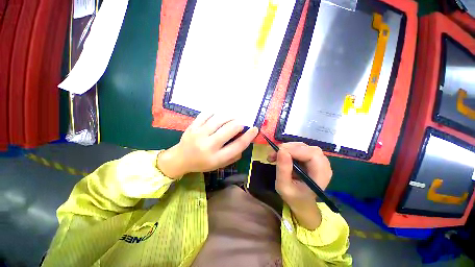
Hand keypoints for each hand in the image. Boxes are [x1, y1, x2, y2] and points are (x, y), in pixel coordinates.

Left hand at [157, 113, 258, 178]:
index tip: (255, 129)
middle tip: (241, 123)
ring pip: (219, 119)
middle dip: (239, 124)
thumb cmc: (202, 163)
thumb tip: (244, 142)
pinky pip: (206, 114)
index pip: (237, 146)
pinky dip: (215, 111)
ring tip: (233, 117)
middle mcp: (208, 145)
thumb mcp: (219, 165)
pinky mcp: (192, 126)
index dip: (248, 136)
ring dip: (229, 116)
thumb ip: (233, 156)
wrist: (180, 159)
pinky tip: (219, 113)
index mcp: (216, 158)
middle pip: (229, 130)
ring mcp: (199, 134)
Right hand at [268, 142, 332, 229]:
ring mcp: (317, 160)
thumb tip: (281, 150)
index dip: (295, 150)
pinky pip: (299, 149)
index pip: (312, 154)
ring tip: (274, 156)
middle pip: (307, 148)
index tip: (278, 152)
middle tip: (274, 154)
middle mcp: (323, 165)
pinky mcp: (310, 158)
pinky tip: (279, 156)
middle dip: (288, 148)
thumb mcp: (283, 186)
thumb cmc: (293, 197)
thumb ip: (283, 169)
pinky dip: (287, 150)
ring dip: (286, 148)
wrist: (301, 202)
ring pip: (302, 146)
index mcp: (321, 175)